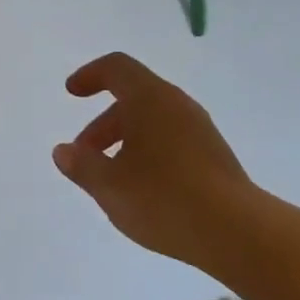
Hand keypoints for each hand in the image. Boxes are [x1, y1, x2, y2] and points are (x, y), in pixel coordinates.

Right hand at [53, 53, 253, 268]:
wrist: (236, 231)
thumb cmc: (163, 198)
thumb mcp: (109, 185)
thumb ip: (81, 165)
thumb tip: (63, 151)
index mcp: (150, 98)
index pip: (116, 68)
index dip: (90, 75)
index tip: (72, 93)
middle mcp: (177, 105)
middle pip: (133, 97)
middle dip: (103, 122)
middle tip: (84, 155)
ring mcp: (200, 130)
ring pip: (153, 121)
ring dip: (125, 140)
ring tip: (111, 178)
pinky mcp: (214, 155)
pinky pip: (171, 140)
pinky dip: (148, 152)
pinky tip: (142, 189)